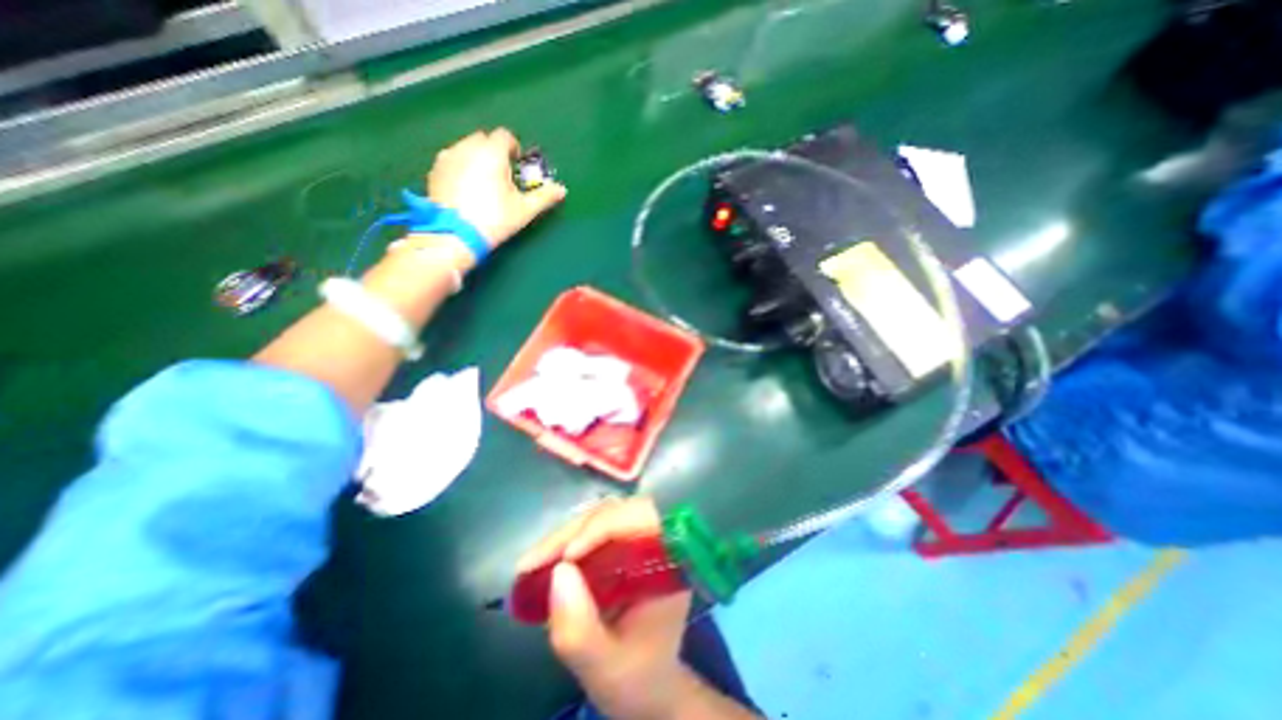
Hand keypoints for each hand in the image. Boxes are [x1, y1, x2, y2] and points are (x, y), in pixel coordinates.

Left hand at [426, 129, 567, 249]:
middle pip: (483, 139)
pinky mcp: (434, 170)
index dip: (514, 148)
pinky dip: (461, 168)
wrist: (455, 234)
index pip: (505, 136)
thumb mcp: (524, 210)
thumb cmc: (494, 219)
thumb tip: (561, 190)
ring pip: (466, 148)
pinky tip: (466, 190)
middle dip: (494, 152)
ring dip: (477, 158)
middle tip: (502, 177)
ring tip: (483, 184)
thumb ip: (544, 196)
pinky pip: (451, 160)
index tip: (517, 165)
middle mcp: (467, 147)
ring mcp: (447, 157)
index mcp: (491, 153)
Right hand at [514, 498, 691, 718]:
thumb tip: (559, 571)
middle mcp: (657, 539)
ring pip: (601, 515)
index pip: (642, 519)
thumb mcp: (607, 666)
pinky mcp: (621, 541)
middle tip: (532, 563)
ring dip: (565, 535)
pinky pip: (593, 527)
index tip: (567, 557)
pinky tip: (544, 561)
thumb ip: (581, 630)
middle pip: (616, 512)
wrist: (647, 681)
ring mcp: (638, 537)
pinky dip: (566, 540)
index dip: (604, 528)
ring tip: (532, 564)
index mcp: (672, 560)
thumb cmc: (636, 675)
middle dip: (573, 533)